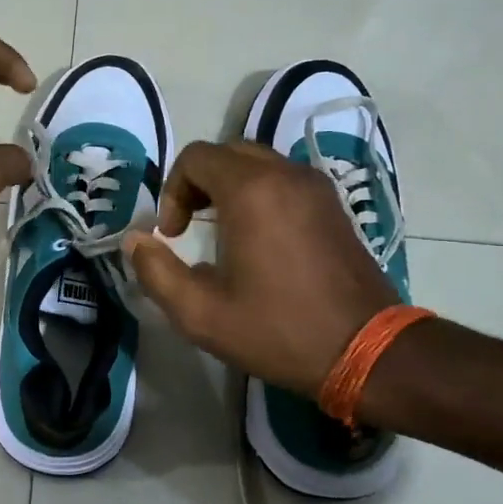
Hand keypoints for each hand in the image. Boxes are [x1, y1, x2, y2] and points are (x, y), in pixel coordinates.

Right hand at [123, 140, 399, 396]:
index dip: (172, 190)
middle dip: (198, 183)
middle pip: (226, 152)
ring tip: (221, 232)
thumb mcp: (201, 314)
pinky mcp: (334, 204)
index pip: (196, 157)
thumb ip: (156, 272)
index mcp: (252, 191)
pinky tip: (259, 239)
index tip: (173, 234)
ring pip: (258, 162)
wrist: (368, 351)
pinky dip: (260, 193)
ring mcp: (316, 186)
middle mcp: (285, 174)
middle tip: (190, 226)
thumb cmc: (280, 331)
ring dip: (229, 186)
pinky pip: (284, 179)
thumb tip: (134, 241)